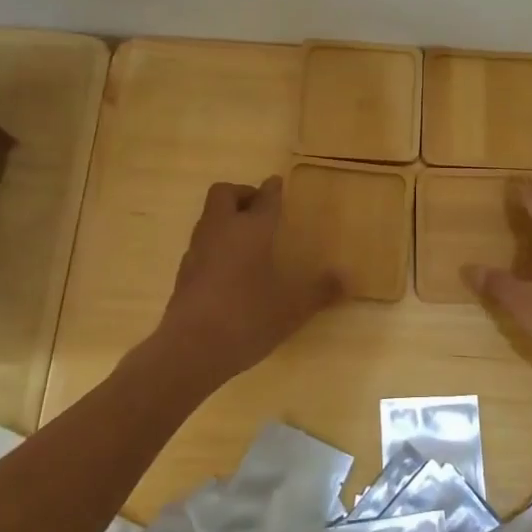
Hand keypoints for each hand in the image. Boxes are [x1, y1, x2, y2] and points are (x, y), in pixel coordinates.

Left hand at [153, 177, 342, 391]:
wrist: (190, 348)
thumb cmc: (247, 317)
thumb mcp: (292, 308)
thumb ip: (320, 291)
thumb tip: (347, 279)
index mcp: (251, 229)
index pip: (264, 198)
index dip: (273, 189)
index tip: (278, 183)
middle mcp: (221, 230)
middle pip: (224, 194)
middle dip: (242, 194)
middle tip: (260, 210)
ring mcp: (197, 250)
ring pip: (210, 217)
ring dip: (226, 218)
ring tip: (248, 239)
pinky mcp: (184, 273)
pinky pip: (202, 244)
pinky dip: (216, 245)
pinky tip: (230, 268)